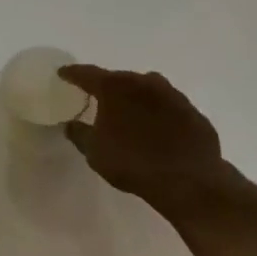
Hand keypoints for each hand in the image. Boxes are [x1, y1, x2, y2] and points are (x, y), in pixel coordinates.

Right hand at [58, 65, 243, 219]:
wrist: (189, 181)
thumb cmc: (133, 163)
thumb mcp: (95, 152)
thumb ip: (79, 134)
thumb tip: (70, 124)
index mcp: (115, 87)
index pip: (86, 73)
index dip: (72, 74)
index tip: (63, 73)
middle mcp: (143, 82)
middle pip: (119, 79)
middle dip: (108, 88)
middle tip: (99, 99)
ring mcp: (172, 95)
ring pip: (147, 90)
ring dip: (136, 98)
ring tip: (131, 114)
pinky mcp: (193, 112)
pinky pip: (169, 108)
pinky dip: (160, 114)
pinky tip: (158, 131)